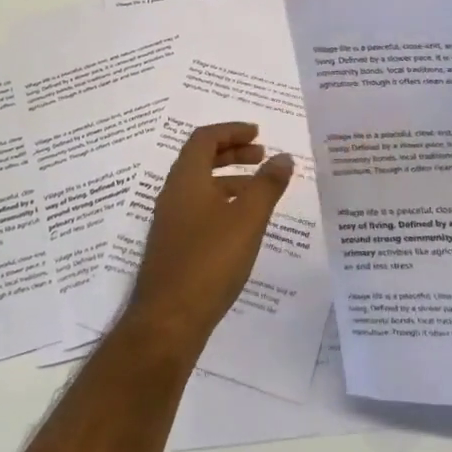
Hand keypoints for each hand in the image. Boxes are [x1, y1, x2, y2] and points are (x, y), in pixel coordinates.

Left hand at [124, 122, 294, 357]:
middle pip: (200, 159)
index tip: (258, 133)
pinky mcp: (174, 246)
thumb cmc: (209, 261)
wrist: (168, 321)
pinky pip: (199, 210)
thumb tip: (283, 157)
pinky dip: (222, 204)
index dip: (231, 131)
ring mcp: (170, 222)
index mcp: (186, 179)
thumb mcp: (247, 219)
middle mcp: (173, 194)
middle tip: (261, 155)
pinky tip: (243, 226)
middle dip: (232, 152)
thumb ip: (267, 185)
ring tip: (260, 190)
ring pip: (201, 187)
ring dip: (229, 180)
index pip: (204, 138)